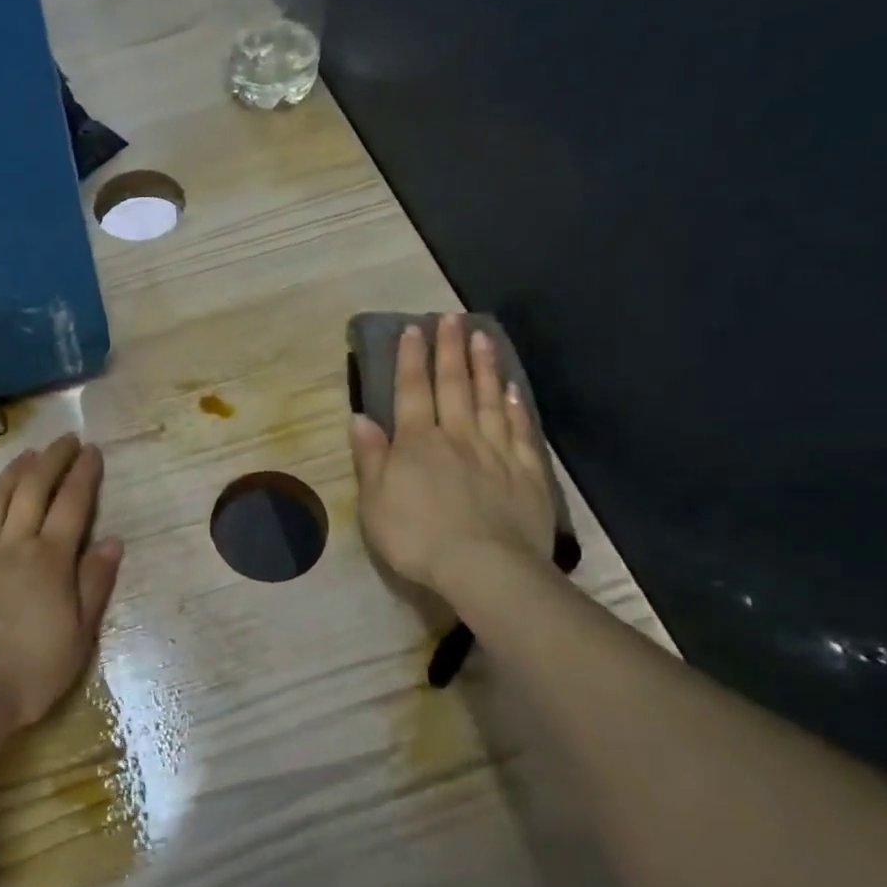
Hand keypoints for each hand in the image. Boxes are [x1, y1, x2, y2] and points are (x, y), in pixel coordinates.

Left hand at [0, 434, 123, 727]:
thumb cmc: (29, 672)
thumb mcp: (78, 636)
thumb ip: (94, 584)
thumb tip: (113, 540)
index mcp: (50, 561)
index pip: (72, 504)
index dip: (83, 474)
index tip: (91, 450)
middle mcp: (14, 544)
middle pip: (34, 489)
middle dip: (53, 460)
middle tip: (66, 439)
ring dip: (17, 470)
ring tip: (30, 454)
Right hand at [349, 314, 555, 591]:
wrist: (482, 567)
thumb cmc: (417, 537)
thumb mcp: (374, 501)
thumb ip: (370, 457)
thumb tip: (360, 417)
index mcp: (417, 443)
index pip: (412, 391)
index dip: (410, 359)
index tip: (414, 329)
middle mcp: (457, 436)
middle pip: (453, 385)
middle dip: (450, 350)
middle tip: (452, 318)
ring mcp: (495, 451)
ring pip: (488, 400)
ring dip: (485, 367)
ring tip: (484, 337)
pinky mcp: (526, 472)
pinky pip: (521, 431)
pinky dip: (516, 408)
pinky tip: (513, 390)